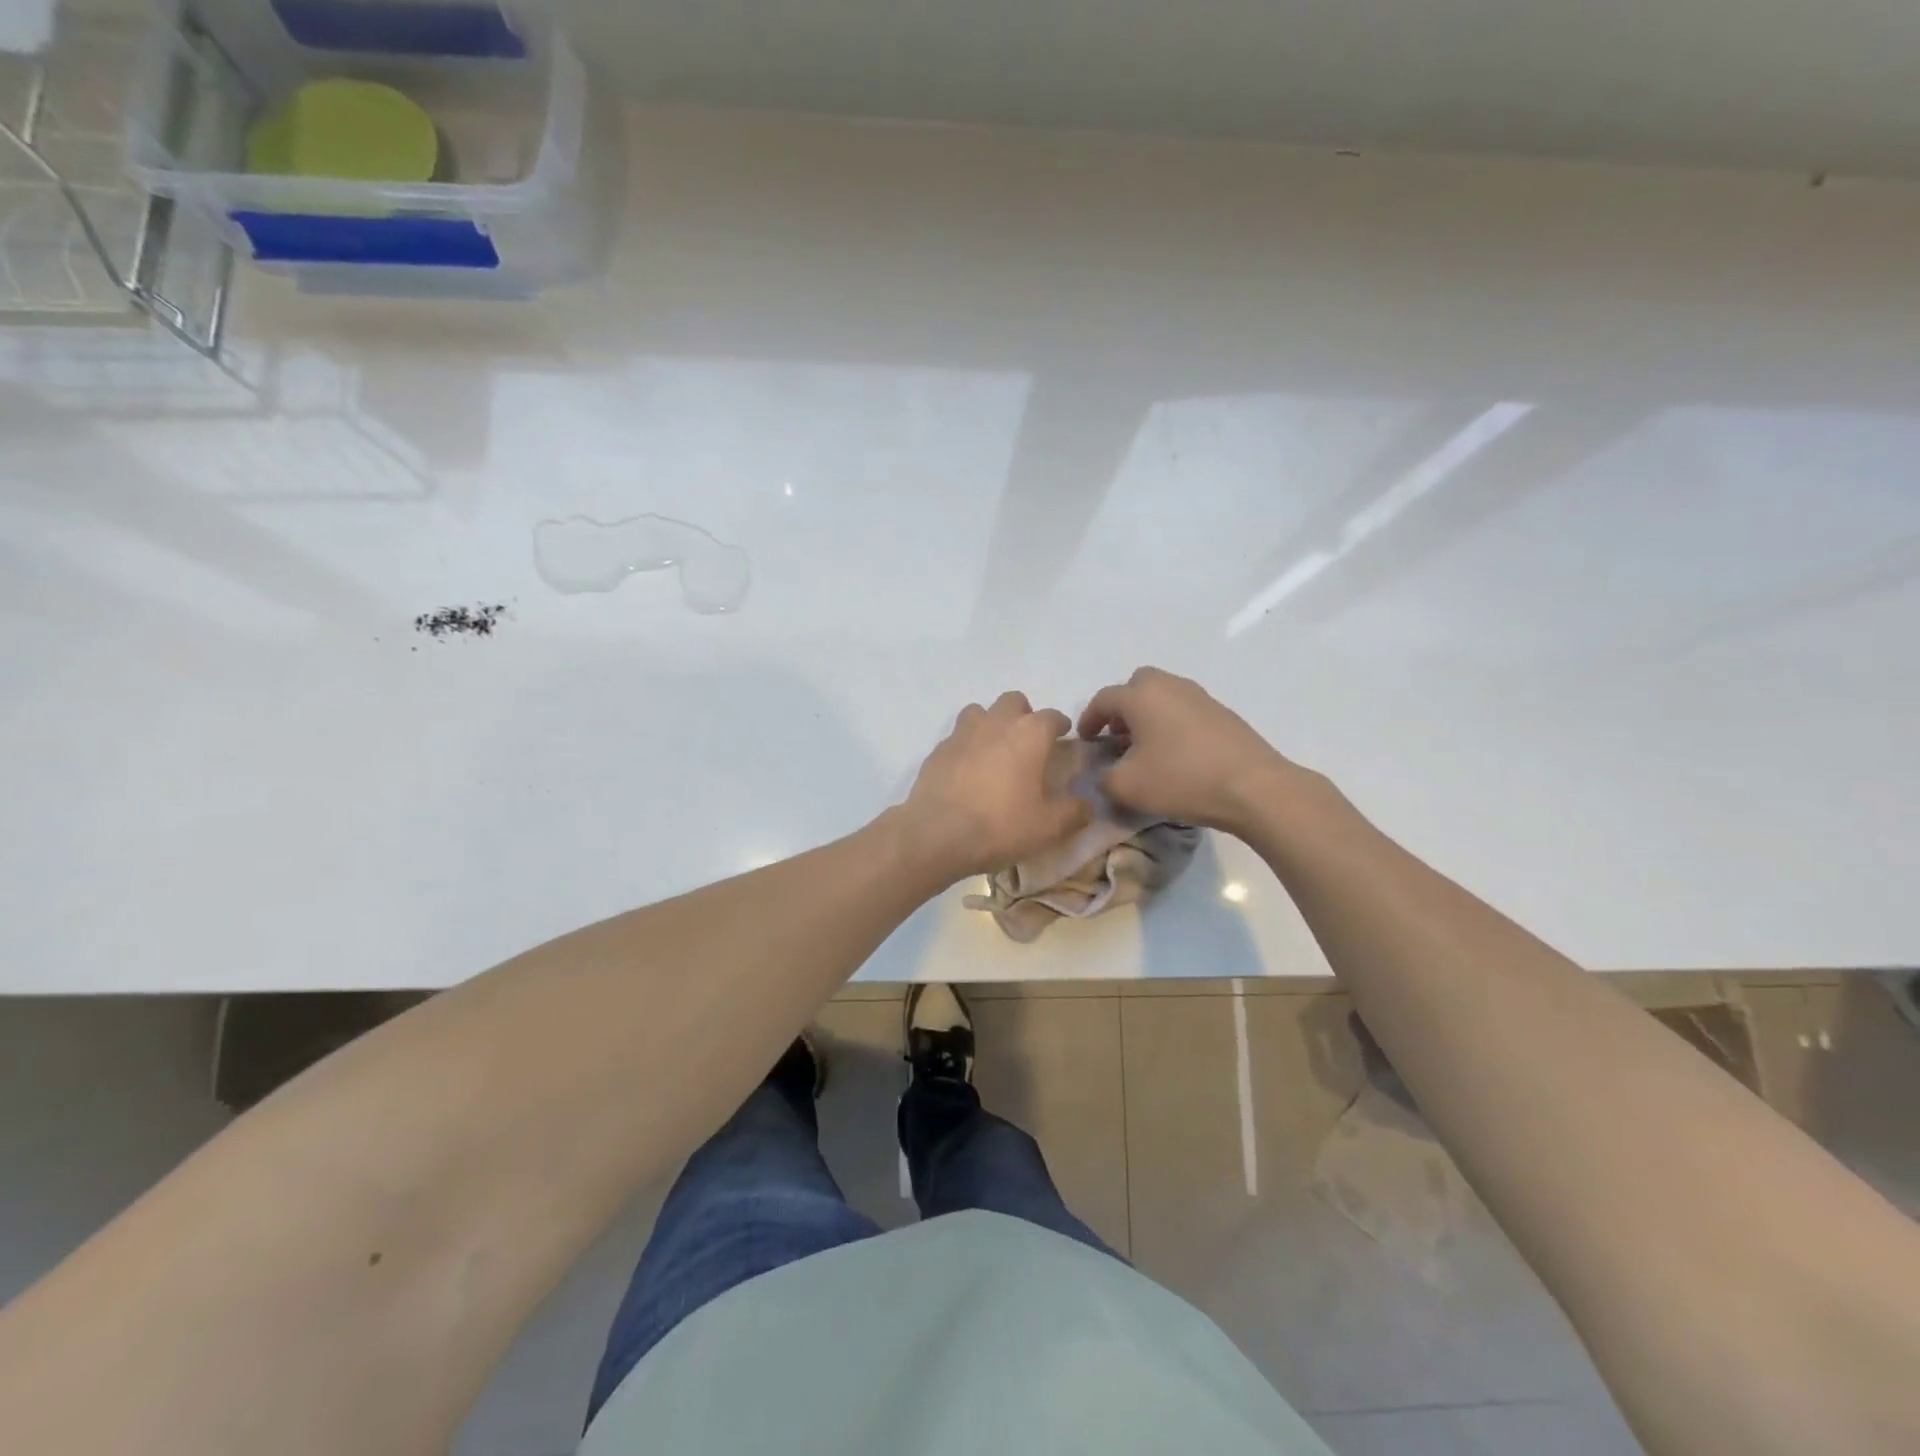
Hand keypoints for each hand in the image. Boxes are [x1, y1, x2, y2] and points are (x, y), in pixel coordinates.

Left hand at [898, 692, 1091, 881]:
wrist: (938, 834)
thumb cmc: (1001, 825)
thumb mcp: (1050, 827)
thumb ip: (1075, 811)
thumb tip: (1087, 804)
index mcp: (1030, 733)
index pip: (1053, 716)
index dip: (1061, 727)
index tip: (1064, 740)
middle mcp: (997, 722)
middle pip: (1014, 701)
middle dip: (1024, 715)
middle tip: (1028, 744)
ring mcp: (963, 732)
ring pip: (980, 711)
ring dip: (991, 723)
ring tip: (995, 751)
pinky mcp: (938, 749)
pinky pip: (958, 736)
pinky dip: (967, 746)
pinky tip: (968, 771)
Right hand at [1076, 667, 1293, 831]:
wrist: (1252, 786)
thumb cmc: (1180, 779)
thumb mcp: (1127, 787)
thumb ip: (1103, 778)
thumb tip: (1105, 773)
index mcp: (1140, 695)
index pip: (1103, 699)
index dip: (1088, 719)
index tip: (1085, 740)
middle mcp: (1169, 686)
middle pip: (1136, 686)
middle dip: (1121, 708)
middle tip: (1116, 736)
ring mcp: (1199, 696)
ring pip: (1162, 696)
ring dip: (1148, 715)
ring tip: (1145, 747)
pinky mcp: (1221, 712)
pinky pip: (1184, 709)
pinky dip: (1171, 723)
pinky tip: (1175, 753)